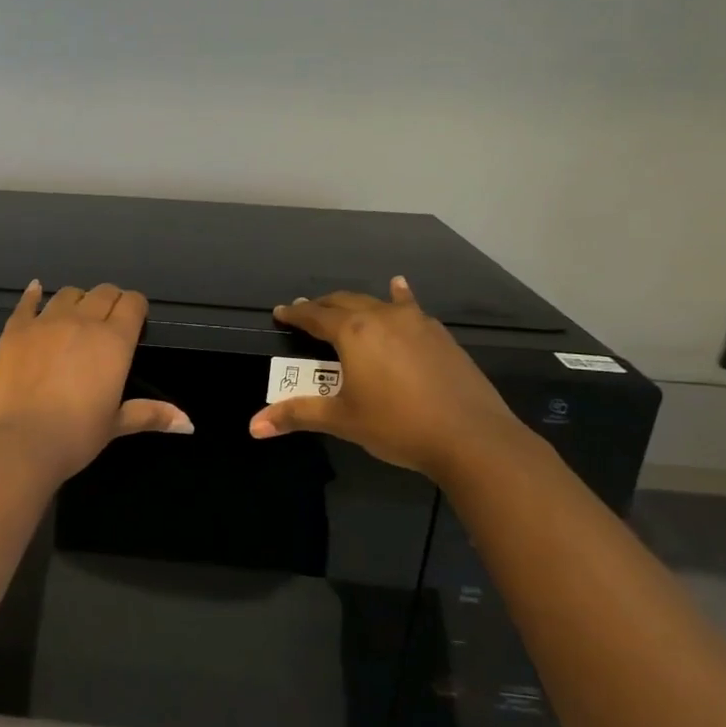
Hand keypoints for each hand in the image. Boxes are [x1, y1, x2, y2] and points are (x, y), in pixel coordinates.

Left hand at [0, 281, 191, 482]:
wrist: (19, 442)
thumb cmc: (75, 436)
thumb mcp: (115, 425)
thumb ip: (151, 414)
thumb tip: (189, 424)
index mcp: (114, 341)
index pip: (132, 303)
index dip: (136, 307)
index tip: (135, 320)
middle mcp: (82, 321)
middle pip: (103, 292)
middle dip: (110, 301)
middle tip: (108, 322)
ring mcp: (45, 322)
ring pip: (68, 293)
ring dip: (77, 300)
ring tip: (75, 316)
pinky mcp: (15, 330)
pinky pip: (27, 302)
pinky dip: (33, 294)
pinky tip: (35, 290)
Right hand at [247, 277, 525, 483]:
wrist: (472, 437)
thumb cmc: (397, 425)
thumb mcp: (342, 420)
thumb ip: (297, 415)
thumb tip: (254, 426)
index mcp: (353, 333)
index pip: (315, 316)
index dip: (295, 314)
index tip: (280, 312)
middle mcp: (382, 318)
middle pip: (344, 302)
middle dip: (322, 307)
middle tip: (306, 312)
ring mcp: (416, 323)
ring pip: (377, 302)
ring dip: (356, 303)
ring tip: (343, 304)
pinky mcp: (440, 336)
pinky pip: (410, 307)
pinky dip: (398, 298)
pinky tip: (399, 289)